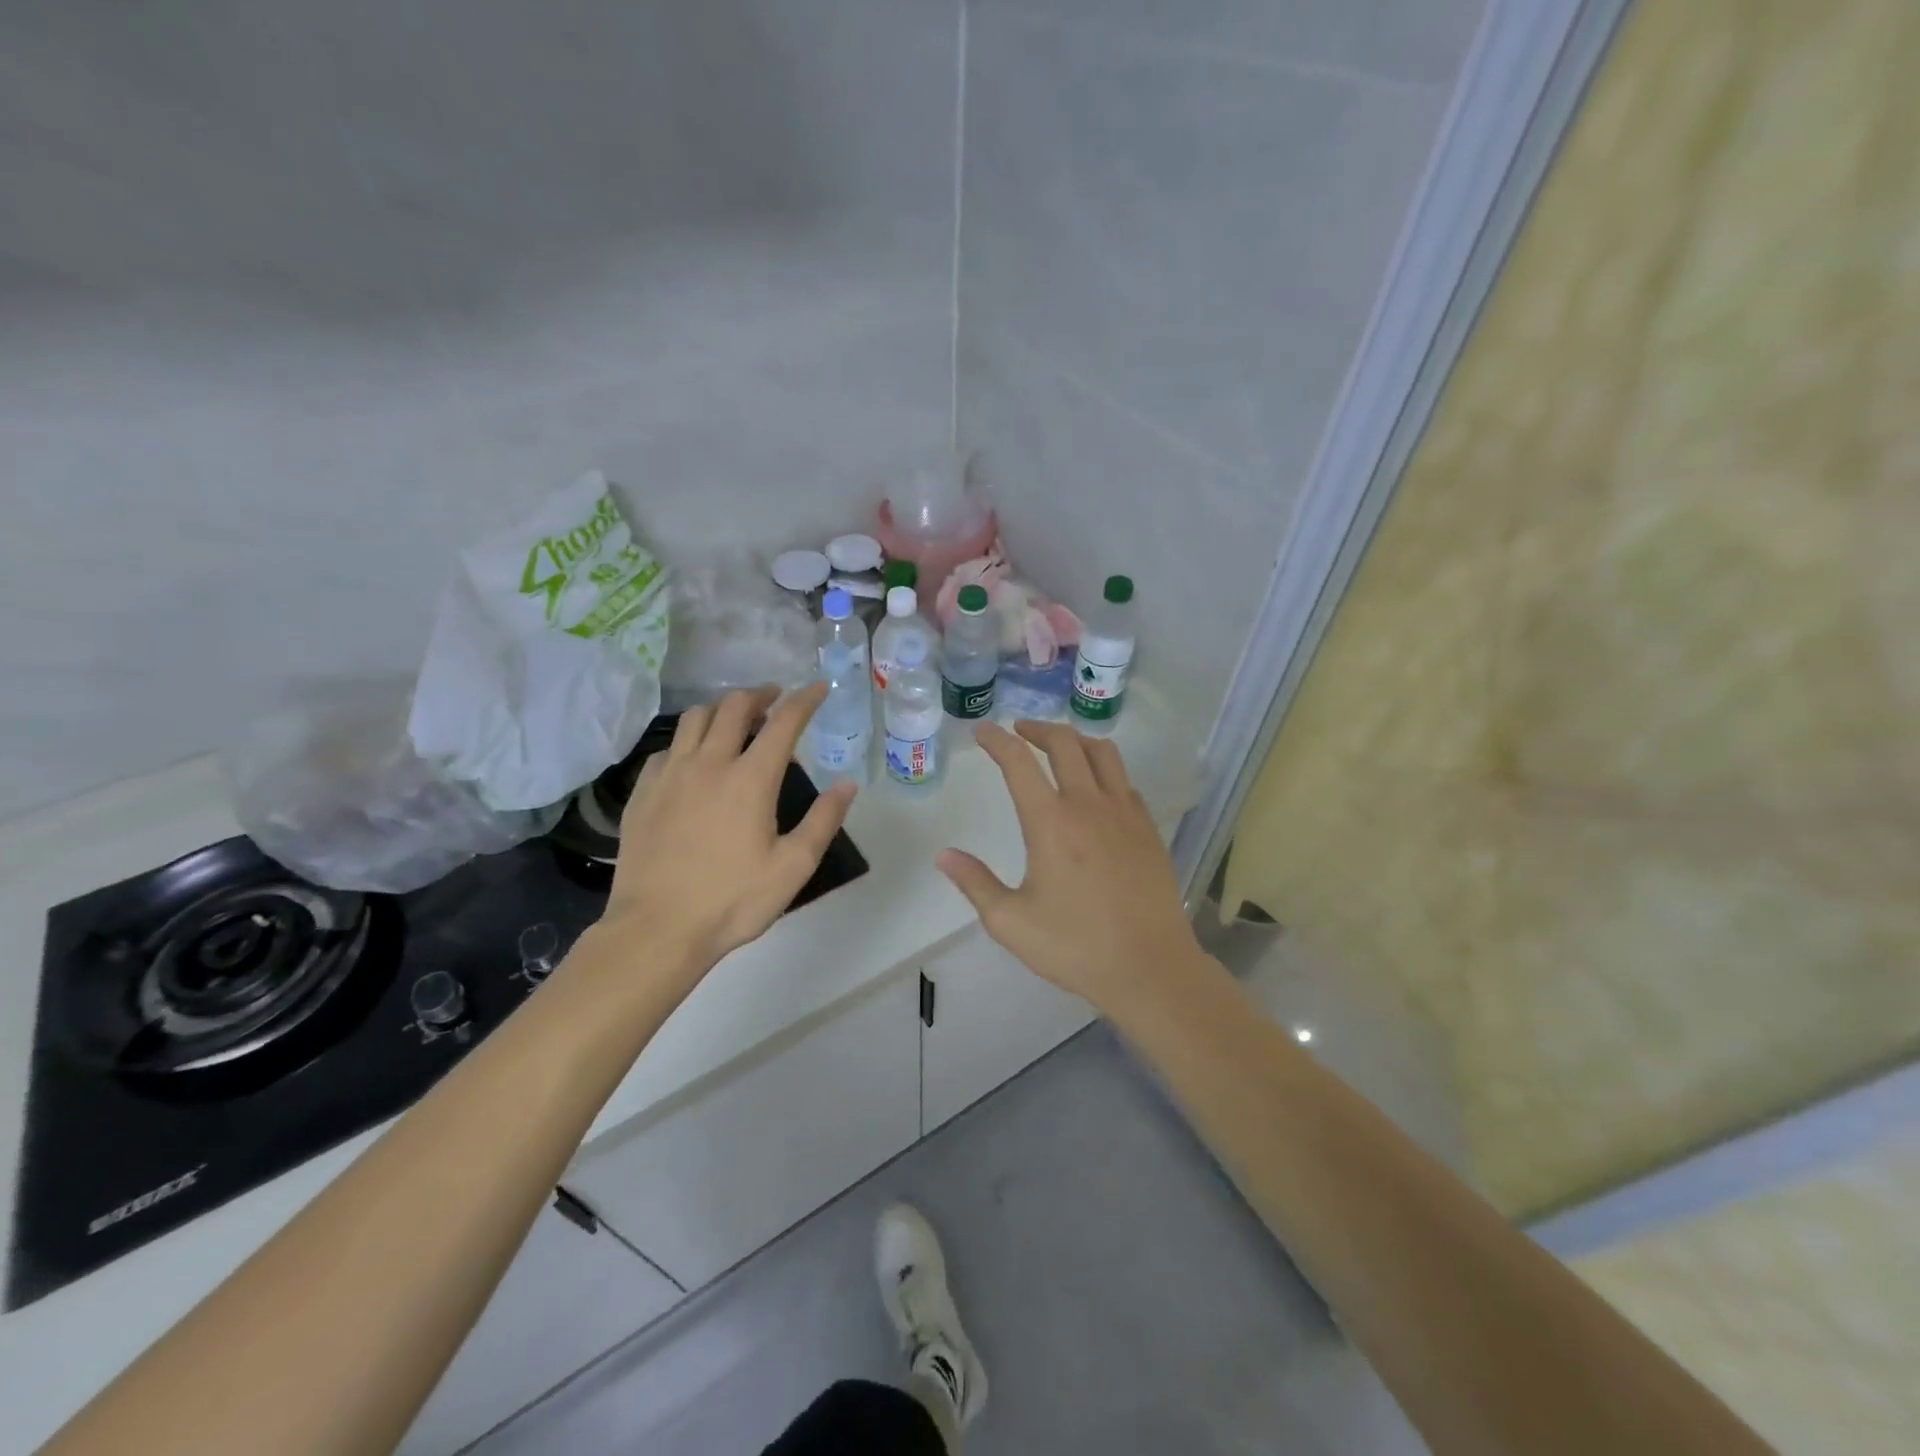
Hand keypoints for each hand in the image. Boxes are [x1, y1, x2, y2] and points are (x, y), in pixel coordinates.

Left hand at [599, 684, 855, 982]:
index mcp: (751, 779)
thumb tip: (847, 784)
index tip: (818, 688)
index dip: (805, 700)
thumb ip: (824, 820)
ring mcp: (670, 774)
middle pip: (734, 707)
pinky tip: (694, 759)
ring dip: (721, 709)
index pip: (783, 722)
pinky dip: (689, 740)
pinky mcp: (643, 791)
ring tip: (735, 719)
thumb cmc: (733, 900)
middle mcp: (709, 763)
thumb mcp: (793, 867)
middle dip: (760, 695)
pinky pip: (668, 747)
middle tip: (775, 699)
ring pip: (695, 718)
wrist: (656, 929)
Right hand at [938, 720, 1211, 1021]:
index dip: (997, 740)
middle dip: (1037, 729)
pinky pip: (1124, 781)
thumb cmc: (1075, 946)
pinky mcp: (1148, 828)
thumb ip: (975, 883)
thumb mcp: (1010, 922)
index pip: (1019, 762)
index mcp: (1050, 822)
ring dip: (1075, 740)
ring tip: (1058, 746)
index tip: (983, 731)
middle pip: (1064, 743)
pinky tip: (1096, 788)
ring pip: (1103, 752)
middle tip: (1019, 731)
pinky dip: (1103, 770)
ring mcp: (1125, 813)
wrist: (1150, 967)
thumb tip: (944, 855)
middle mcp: (1088, 804)